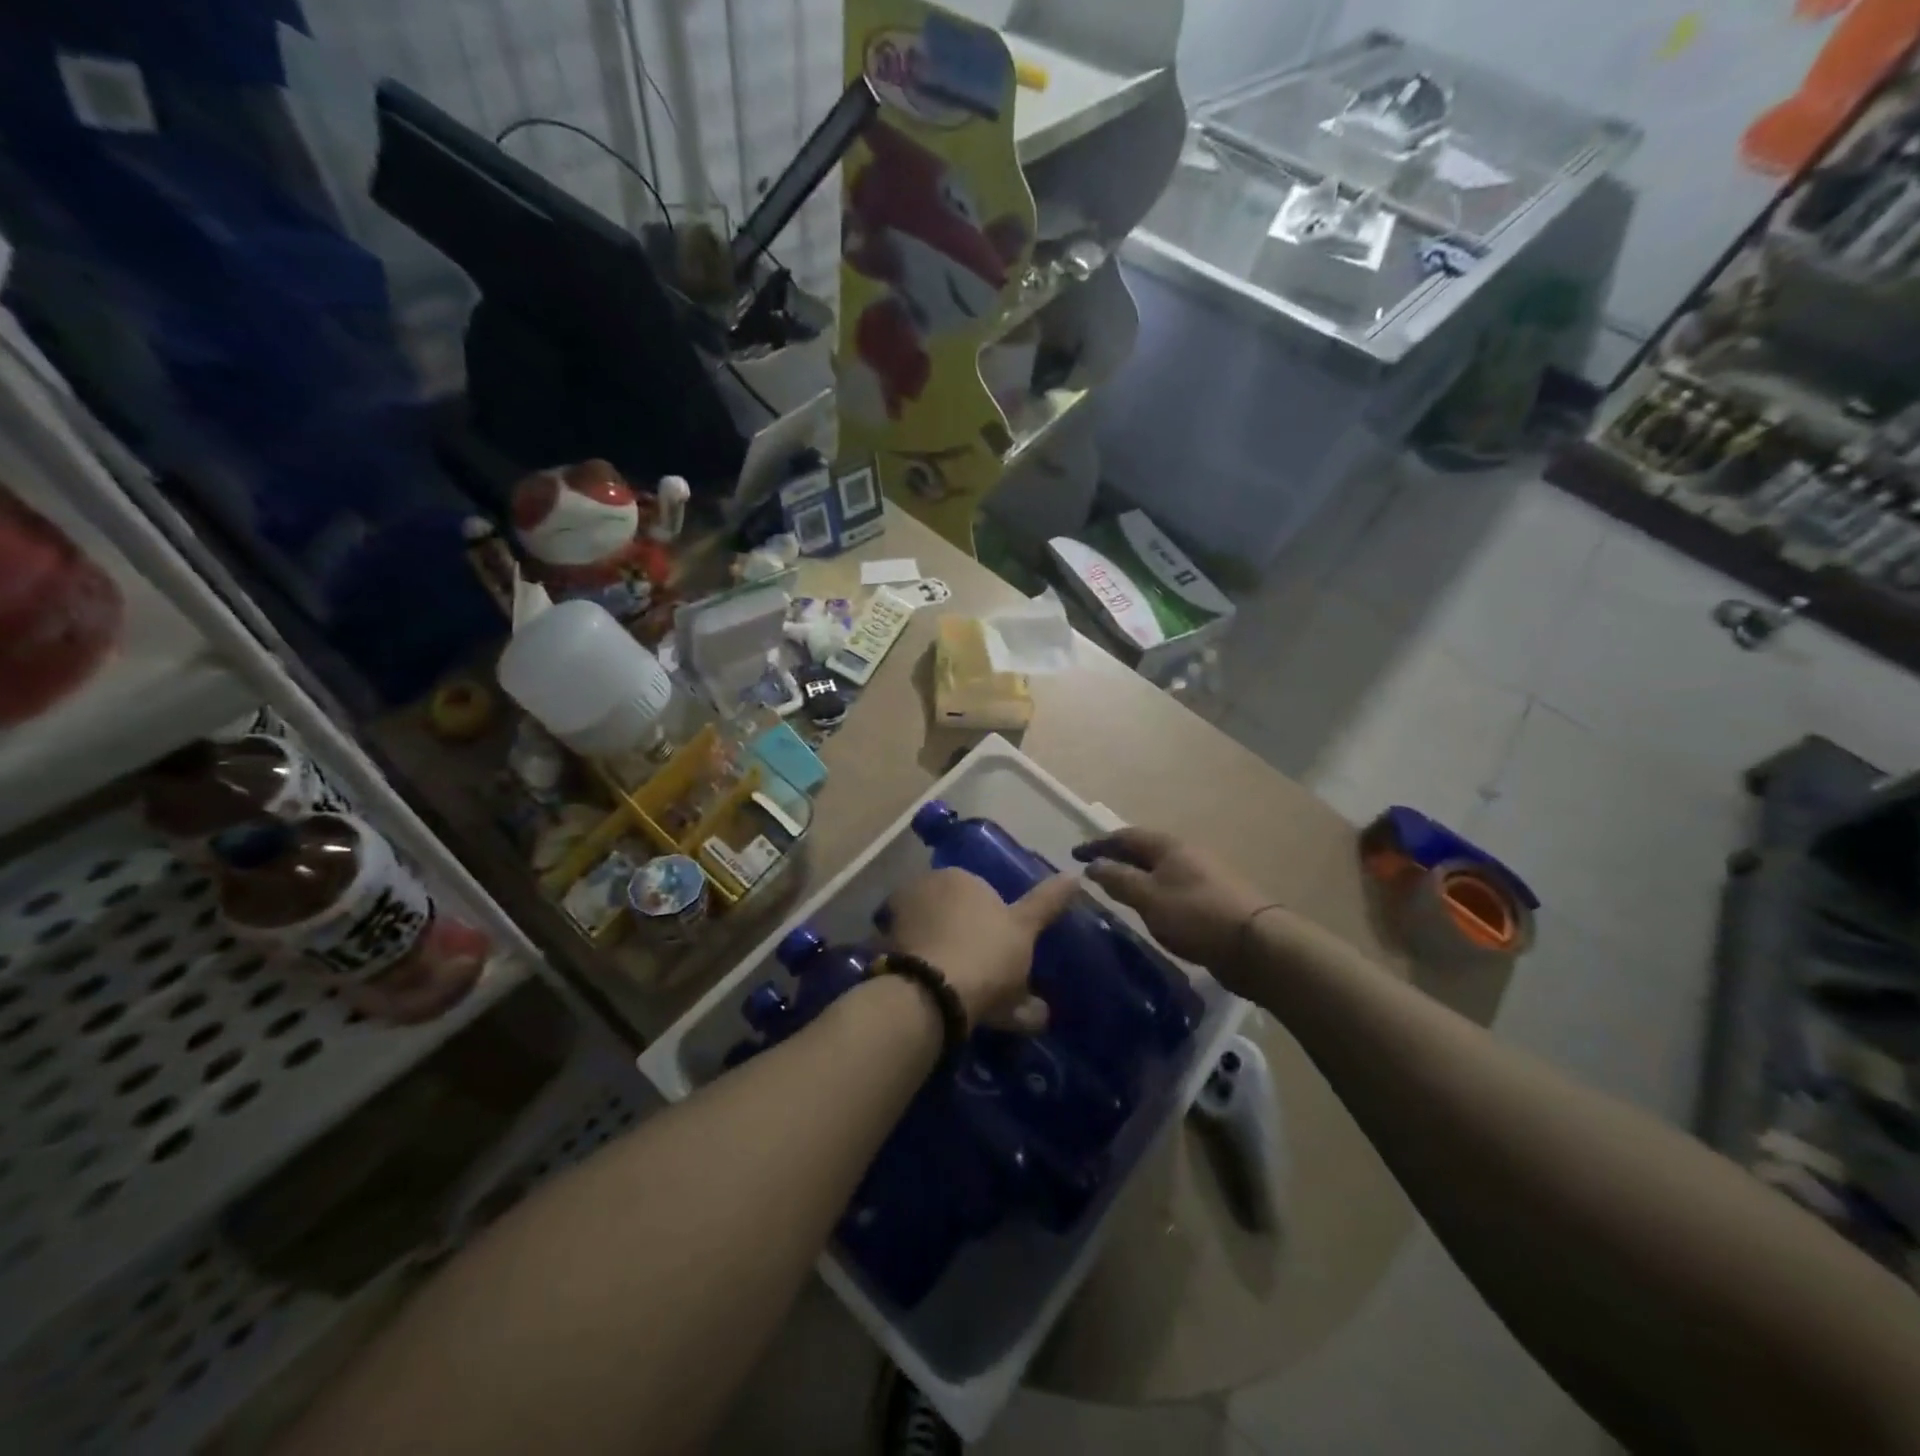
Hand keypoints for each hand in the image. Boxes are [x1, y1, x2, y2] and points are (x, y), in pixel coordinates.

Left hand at [882, 868, 1078, 1031]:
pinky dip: (919, 969)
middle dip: (963, 935)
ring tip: (956, 990)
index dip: (992, 924)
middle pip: (951, 912)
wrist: (932, 992)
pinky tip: (931, 994)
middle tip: (981, 974)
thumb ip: (1048, 903)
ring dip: (939, 953)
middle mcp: (924, 886)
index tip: (1000, 953)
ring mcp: (898, 916)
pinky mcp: (880, 947)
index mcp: (960, 877)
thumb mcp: (1024, 930)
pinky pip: (908, 955)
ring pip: (927, 933)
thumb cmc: (987, 953)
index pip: (980, 893)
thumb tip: (1075, 877)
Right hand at [1073, 828, 1268, 980]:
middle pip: (1144, 849)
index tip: (1075, 854)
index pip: (1125, 836)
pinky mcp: (1212, 897)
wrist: (1256, 945)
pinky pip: (1172, 886)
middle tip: (1093, 871)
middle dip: (1117, 857)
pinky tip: (1149, 908)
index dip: (1098, 844)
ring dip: (1135, 874)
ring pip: (1159, 868)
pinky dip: (1152, 890)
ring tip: (1116, 890)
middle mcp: (1186, 852)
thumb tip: (1093, 865)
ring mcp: (1202, 874)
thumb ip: (1118, 879)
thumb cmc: (1196, 916)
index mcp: (1168, 846)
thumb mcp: (1148, 897)